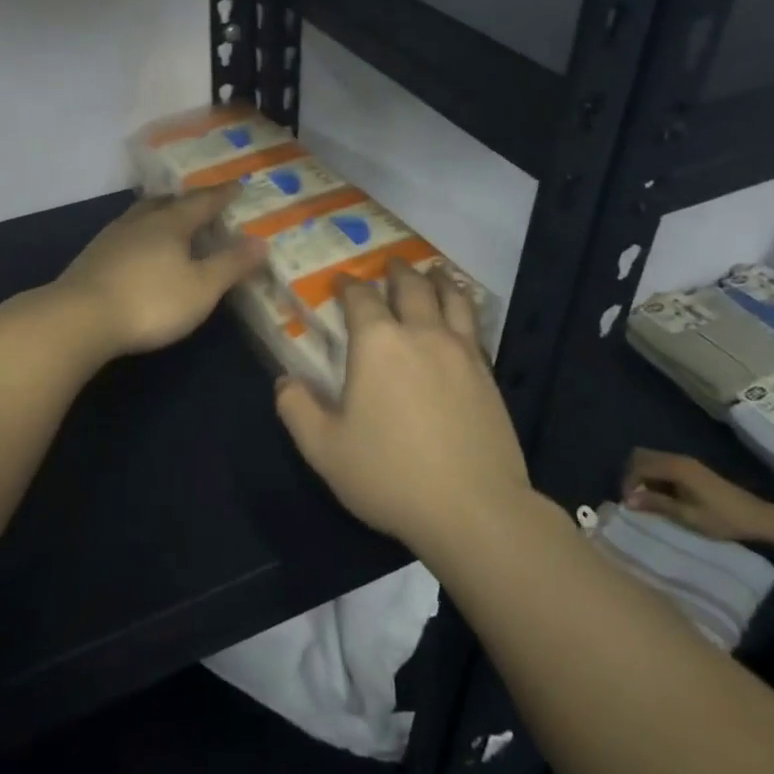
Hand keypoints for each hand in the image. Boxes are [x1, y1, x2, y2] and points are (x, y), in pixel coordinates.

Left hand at [52, 188, 265, 356]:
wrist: (79, 318)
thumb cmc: (150, 302)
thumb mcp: (201, 288)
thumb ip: (230, 264)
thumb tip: (261, 241)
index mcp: (170, 223)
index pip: (202, 202)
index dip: (222, 195)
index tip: (237, 186)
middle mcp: (140, 222)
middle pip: (166, 203)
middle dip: (187, 201)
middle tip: (202, 202)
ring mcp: (111, 238)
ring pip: (141, 216)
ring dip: (159, 214)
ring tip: (170, 220)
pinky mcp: (92, 257)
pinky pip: (125, 234)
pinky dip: (140, 234)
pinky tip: (138, 249)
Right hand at [275, 260, 528, 552]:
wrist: (475, 510)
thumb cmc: (390, 475)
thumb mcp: (325, 449)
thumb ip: (297, 409)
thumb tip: (284, 381)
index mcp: (378, 344)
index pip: (361, 297)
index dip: (348, 285)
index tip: (340, 281)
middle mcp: (421, 334)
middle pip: (410, 286)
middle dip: (396, 271)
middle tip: (389, 263)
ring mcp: (461, 352)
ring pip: (451, 298)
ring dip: (438, 279)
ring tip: (433, 271)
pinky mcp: (488, 374)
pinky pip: (474, 326)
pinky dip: (463, 308)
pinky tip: (461, 316)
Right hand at [622, 450, 773, 543]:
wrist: (759, 518)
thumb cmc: (723, 518)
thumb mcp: (688, 515)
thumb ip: (656, 504)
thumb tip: (627, 501)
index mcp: (675, 467)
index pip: (639, 466)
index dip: (628, 483)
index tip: (628, 504)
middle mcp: (677, 459)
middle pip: (641, 456)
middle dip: (632, 475)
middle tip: (634, 498)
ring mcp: (686, 462)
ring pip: (651, 460)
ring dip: (643, 476)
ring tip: (647, 499)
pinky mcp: (692, 469)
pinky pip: (663, 465)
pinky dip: (655, 477)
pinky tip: (663, 496)